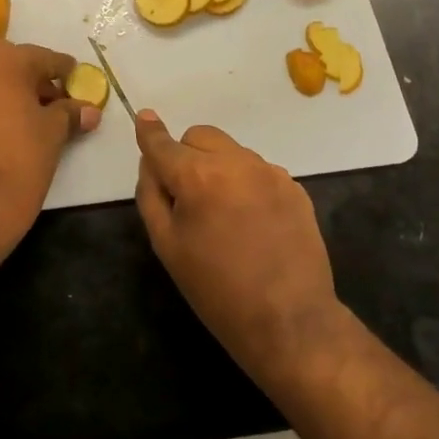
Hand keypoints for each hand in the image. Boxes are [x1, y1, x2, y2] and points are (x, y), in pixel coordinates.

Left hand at [0, 39, 100, 252]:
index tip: (79, 81)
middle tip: (60, 102)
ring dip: (13, 95)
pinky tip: (10, 133)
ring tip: (38, 120)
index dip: (65, 71)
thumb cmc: (18, 161)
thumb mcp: (53, 134)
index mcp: (0, 60)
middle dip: (37, 81)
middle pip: (13, 66)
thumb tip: (90, 110)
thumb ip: (70, 114)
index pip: (42, 57)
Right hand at [133, 111, 340, 381]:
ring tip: (224, 214)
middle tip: (187, 195)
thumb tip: (150, 162)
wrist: (289, 320)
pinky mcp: (294, 188)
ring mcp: (270, 172)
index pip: (164, 144)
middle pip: (200, 136)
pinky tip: (252, 222)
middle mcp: (236, 162)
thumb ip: (152, 195)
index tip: (144, 118)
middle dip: (186, 154)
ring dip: (218, 167)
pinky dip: (246, 183)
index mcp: (198, 176)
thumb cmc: (216, 289)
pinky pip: (258, 171)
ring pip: (231, 151)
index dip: (150, 132)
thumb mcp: (166, 246)